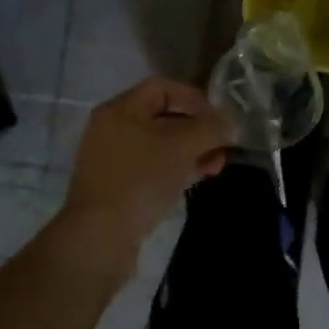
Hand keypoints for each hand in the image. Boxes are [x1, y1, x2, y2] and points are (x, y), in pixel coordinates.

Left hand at [54, 77, 232, 275]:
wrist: (99, 240)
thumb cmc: (139, 180)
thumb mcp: (181, 147)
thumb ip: (209, 129)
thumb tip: (229, 124)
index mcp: (120, 109)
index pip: (163, 87)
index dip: (194, 98)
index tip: (218, 119)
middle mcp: (112, 128)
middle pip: (163, 116)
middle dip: (197, 129)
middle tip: (221, 147)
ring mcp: (112, 160)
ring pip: (160, 145)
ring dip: (190, 151)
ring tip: (214, 167)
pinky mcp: (116, 188)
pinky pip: (151, 167)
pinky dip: (175, 169)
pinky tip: (194, 180)